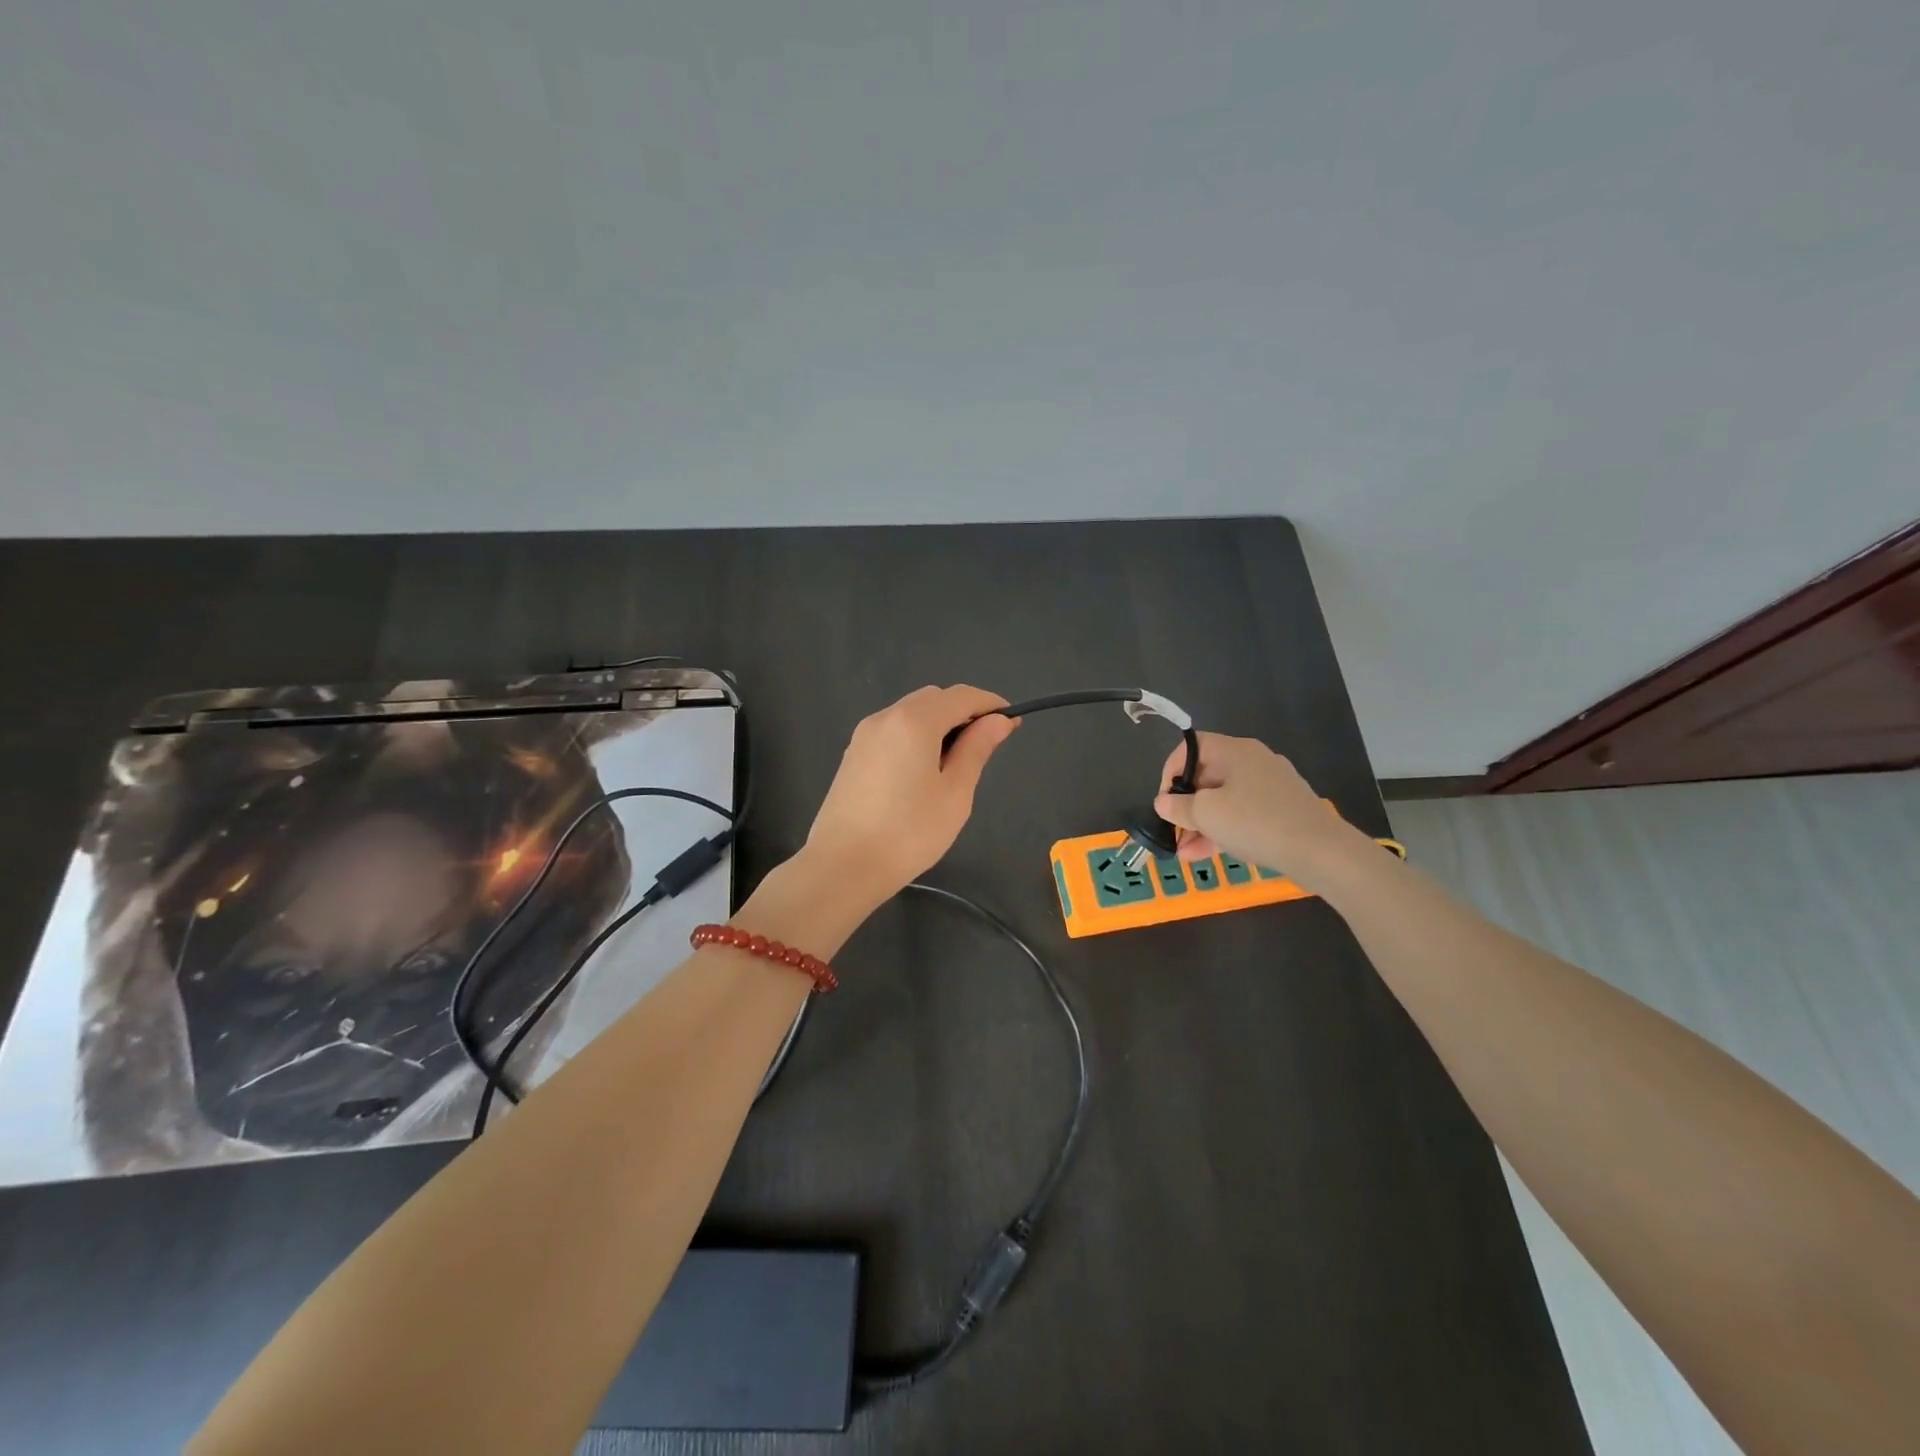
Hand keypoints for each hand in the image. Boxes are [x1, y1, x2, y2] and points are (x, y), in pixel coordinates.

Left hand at [804, 685, 1018, 903]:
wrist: (842, 866)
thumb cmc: (908, 832)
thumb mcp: (955, 793)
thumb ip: (976, 749)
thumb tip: (997, 720)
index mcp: (914, 721)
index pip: (961, 696)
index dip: (990, 705)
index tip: (1012, 725)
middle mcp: (885, 717)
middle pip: (933, 699)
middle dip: (963, 712)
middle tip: (985, 746)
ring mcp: (864, 735)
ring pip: (910, 713)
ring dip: (938, 724)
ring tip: (956, 763)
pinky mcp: (853, 755)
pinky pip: (892, 731)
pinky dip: (916, 737)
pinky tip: (923, 771)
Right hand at [1153, 732, 1371, 890]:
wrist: (1321, 852)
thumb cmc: (1256, 822)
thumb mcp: (1207, 814)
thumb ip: (1179, 807)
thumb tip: (1163, 802)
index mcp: (1235, 750)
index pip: (1191, 747)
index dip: (1170, 770)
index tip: (1164, 800)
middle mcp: (1254, 761)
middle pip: (1207, 776)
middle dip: (1185, 806)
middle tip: (1173, 831)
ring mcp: (1271, 786)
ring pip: (1224, 800)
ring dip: (1201, 824)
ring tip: (1184, 853)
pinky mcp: (1283, 811)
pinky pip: (1243, 814)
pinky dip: (1224, 830)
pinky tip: (1206, 855)